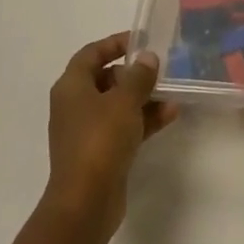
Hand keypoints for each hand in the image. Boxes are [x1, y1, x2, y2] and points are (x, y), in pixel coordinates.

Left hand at [44, 32, 179, 236]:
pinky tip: (170, 115)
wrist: (86, 203)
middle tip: (159, 69)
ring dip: (144, 98)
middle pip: (105, 79)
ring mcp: (86, 132)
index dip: (114, 43)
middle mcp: (75, 106)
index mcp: (71, 87)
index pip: (91, 53)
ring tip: (172, 93)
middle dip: (134, 74)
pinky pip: (123, 127)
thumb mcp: (125, 100)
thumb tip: (147, 58)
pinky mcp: (99, 154)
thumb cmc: (100, 140)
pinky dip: (143, 120)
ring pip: (117, 105)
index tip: (141, 41)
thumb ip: (139, 75)